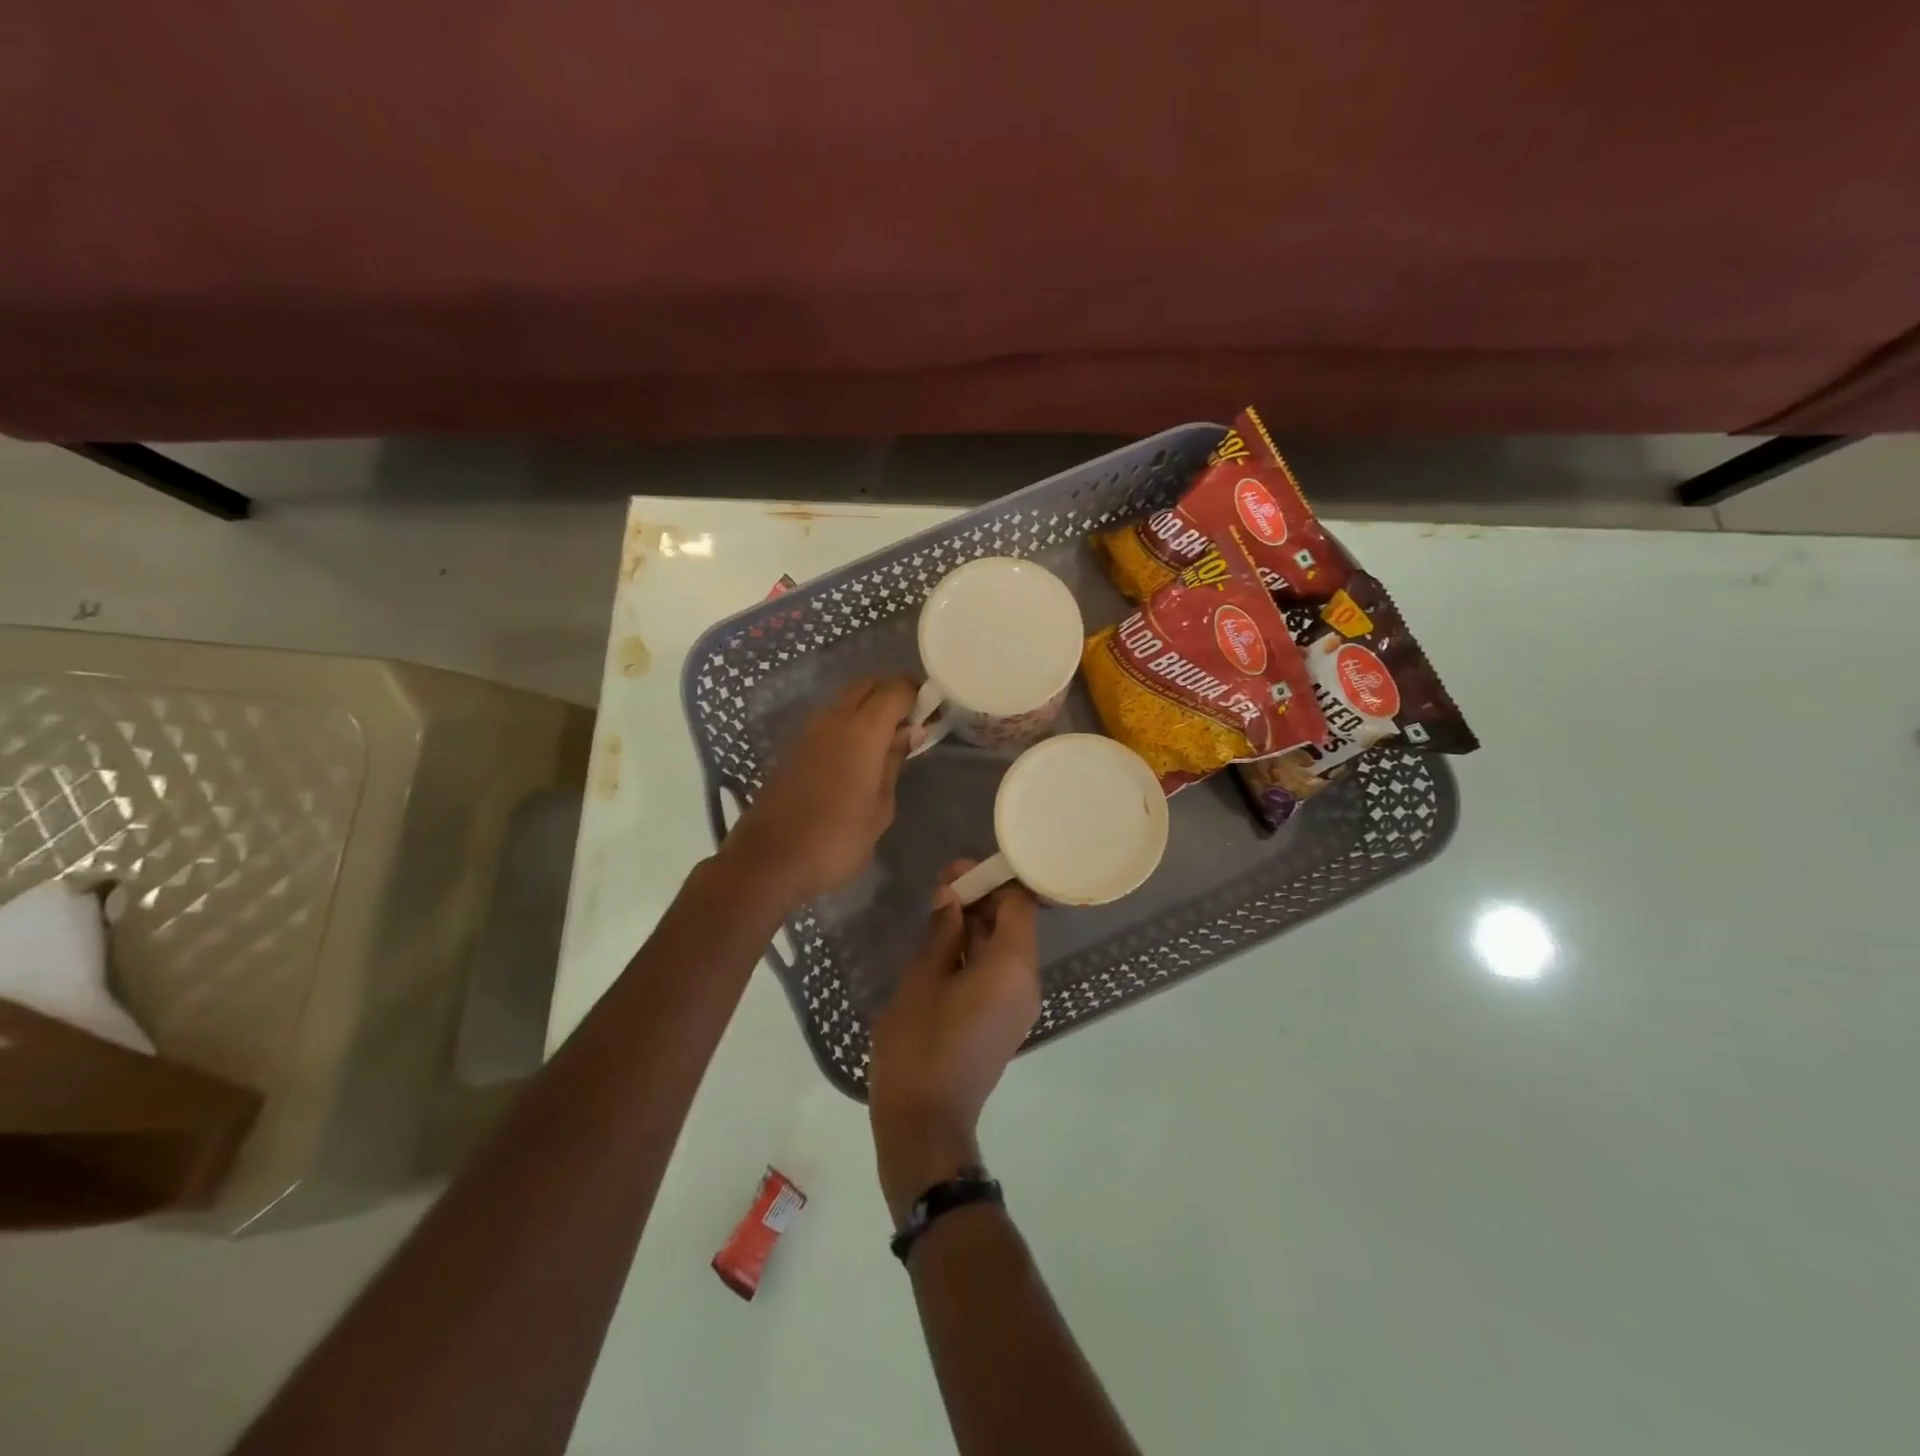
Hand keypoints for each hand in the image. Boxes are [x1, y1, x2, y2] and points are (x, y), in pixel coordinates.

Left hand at [724, 677, 919, 905]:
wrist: (769, 860)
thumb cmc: (836, 840)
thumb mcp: (880, 808)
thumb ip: (894, 762)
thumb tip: (909, 732)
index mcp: (862, 731)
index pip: (896, 689)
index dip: (919, 694)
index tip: (934, 713)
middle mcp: (834, 719)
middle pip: (869, 684)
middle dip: (894, 694)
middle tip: (913, 723)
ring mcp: (810, 730)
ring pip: (847, 699)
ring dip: (870, 707)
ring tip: (889, 740)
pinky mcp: (795, 746)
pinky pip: (830, 719)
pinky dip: (851, 723)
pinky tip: (860, 754)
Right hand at [869, 862, 1041, 1224]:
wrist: (925, 1124)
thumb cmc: (918, 1046)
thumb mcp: (922, 979)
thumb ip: (943, 932)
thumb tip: (952, 896)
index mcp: (1012, 966)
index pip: (1019, 903)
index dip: (992, 880)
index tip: (956, 872)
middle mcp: (1027, 981)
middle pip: (1015, 923)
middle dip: (982, 900)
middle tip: (941, 885)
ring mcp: (1019, 1004)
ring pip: (1006, 948)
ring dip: (978, 925)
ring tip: (939, 909)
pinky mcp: (1006, 1021)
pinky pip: (1000, 972)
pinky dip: (978, 952)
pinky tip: (945, 945)